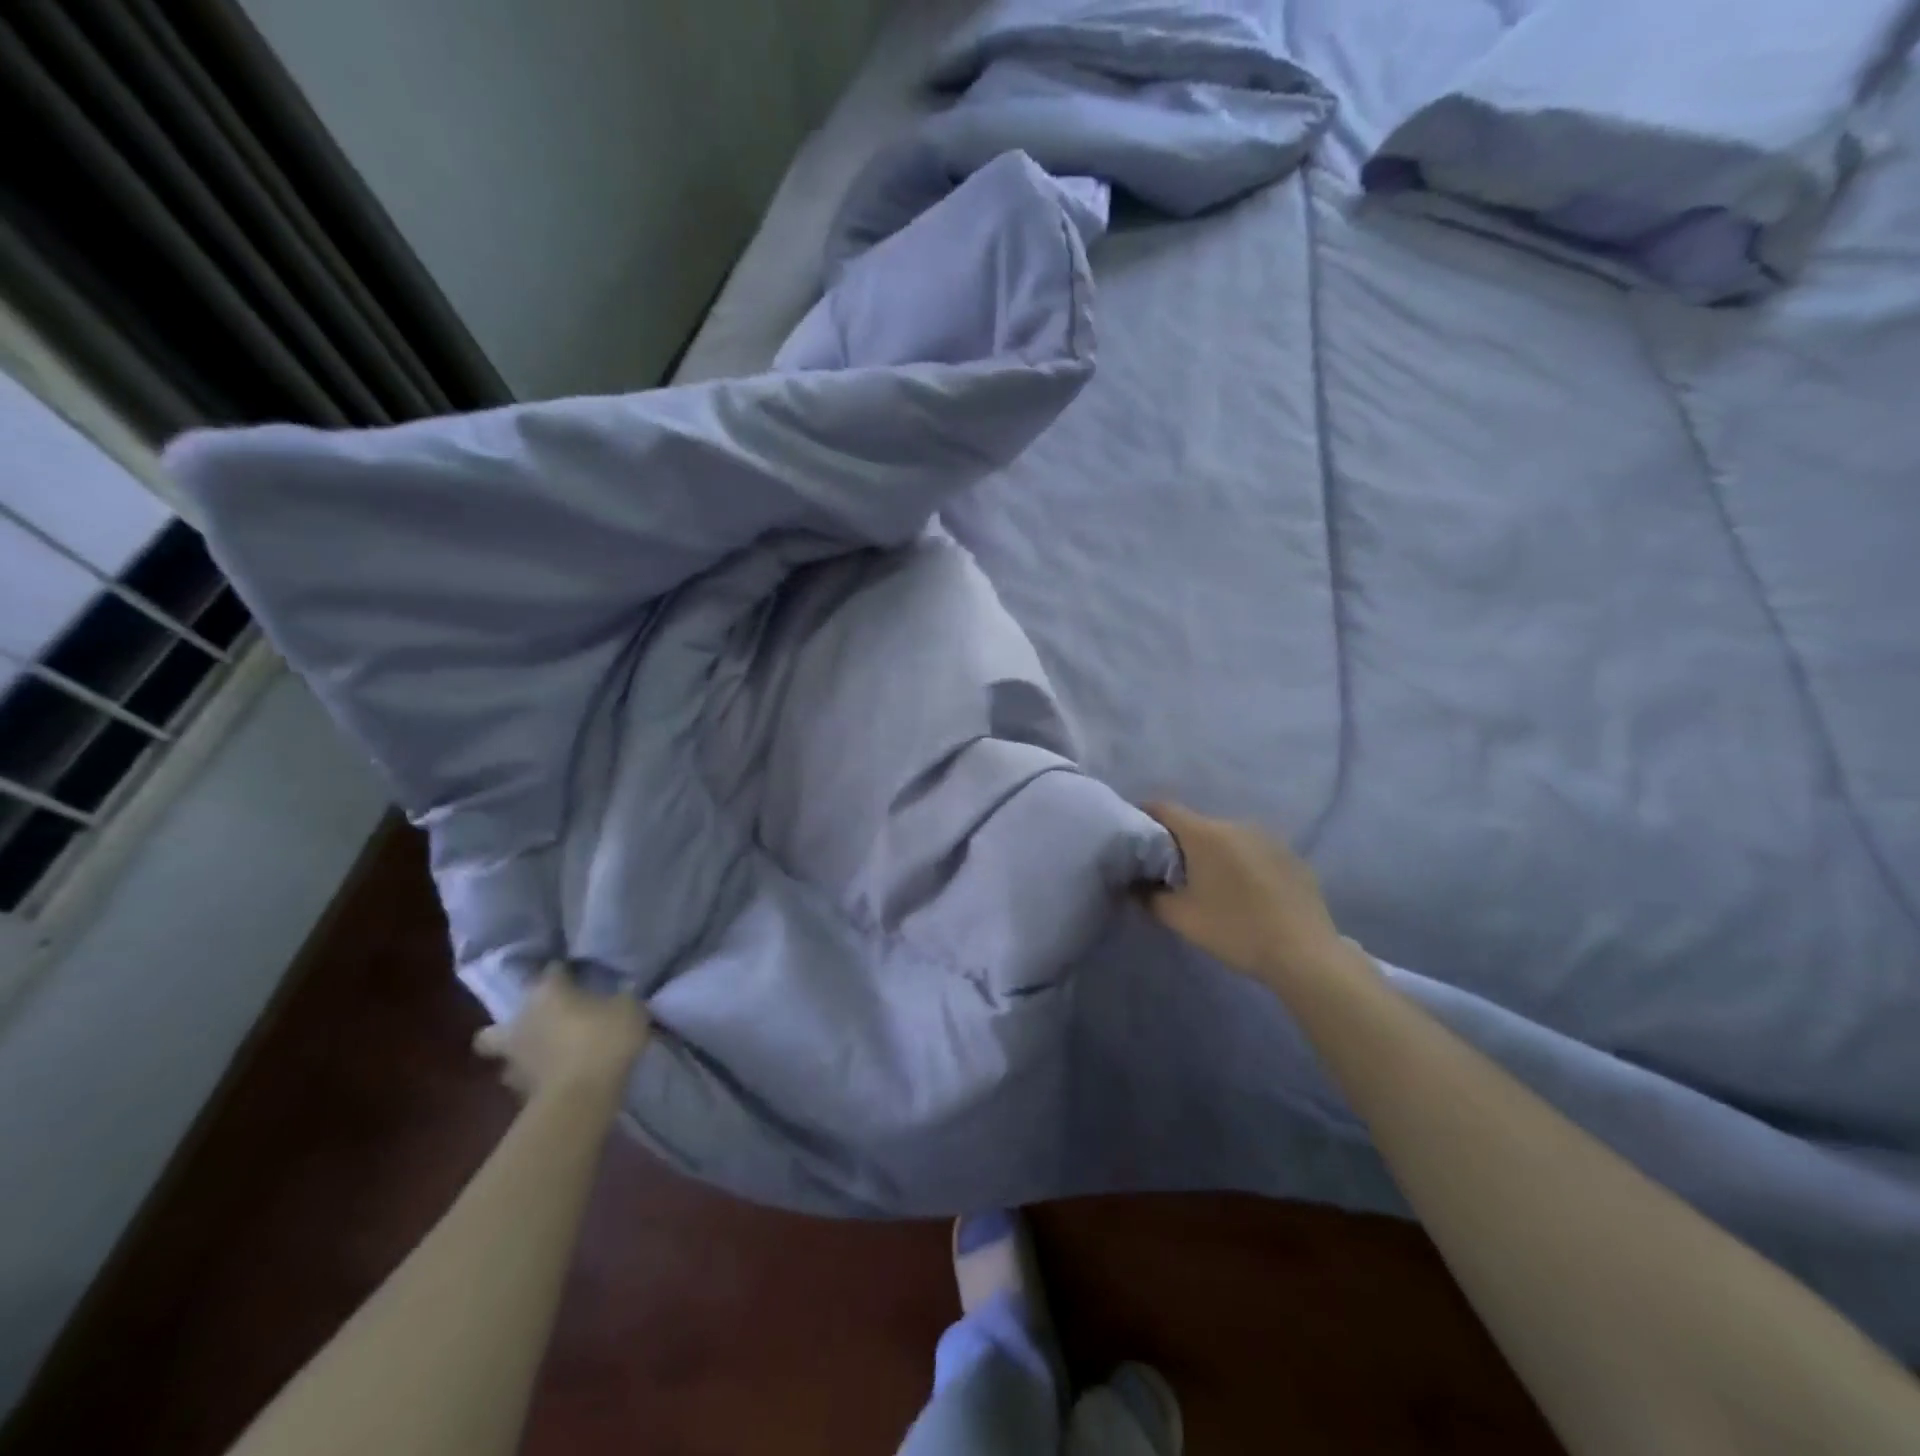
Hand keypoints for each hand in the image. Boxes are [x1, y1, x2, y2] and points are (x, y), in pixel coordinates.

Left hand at [473, 965, 651, 1099]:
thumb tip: (618, 995)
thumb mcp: (629, 1008)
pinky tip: (559, 1078)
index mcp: (547, 993)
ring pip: (503, 1055)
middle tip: (543, 1024)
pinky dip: (538, 1079)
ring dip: (521, 1054)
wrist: (582, 1098)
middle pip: (500, 1022)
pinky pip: (525, 1080)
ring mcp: (514, 1061)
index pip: (552, 972)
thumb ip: (620, 999)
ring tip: (547, 1056)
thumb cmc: (605, 1039)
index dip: (564, 972)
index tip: (576, 975)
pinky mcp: (518, 1094)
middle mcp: (521, 1022)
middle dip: (516, 1023)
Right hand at [1141, 803, 1345, 983]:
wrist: (1305, 954)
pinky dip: (1239, 863)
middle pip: (1195, 824)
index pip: (1163, 808)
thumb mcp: (1181, 918)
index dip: (1143, 816)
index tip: (1132, 836)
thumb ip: (1149, 896)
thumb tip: (1135, 884)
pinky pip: (1252, 851)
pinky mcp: (1290, 856)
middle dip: (1177, 842)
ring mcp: (1268, 838)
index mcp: (1206, 833)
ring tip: (1206, 883)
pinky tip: (1243, 893)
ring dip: (1211, 853)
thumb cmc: (1234, 930)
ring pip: (1226, 838)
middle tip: (1165, 870)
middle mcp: (1236, 825)